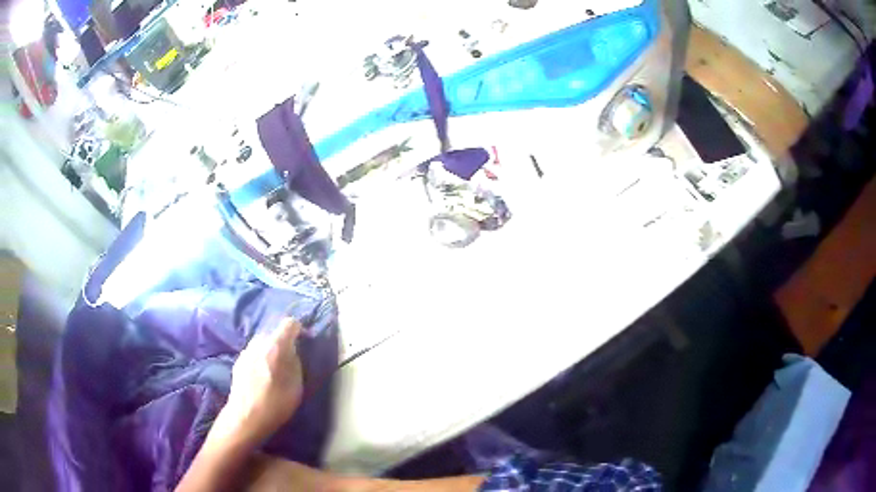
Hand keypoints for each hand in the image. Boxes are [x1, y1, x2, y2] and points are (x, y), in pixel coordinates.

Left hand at [214, 318, 303, 446]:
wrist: (246, 417)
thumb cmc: (275, 403)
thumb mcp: (296, 385)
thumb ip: (296, 362)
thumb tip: (293, 351)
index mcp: (275, 346)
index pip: (290, 323)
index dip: (299, 329)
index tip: (305, 341)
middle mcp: (258, 343)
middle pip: (274, 333)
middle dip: (284, 342)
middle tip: (291, 359)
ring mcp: (246, 352)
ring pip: (262, 343)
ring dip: (271, 350)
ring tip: (276, 368)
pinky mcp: (238, 362)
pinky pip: (254, 353)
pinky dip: (261, 358)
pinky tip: (263, 376)